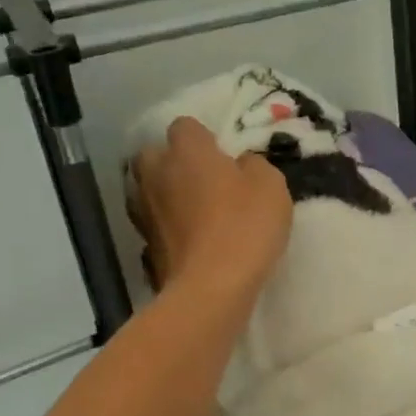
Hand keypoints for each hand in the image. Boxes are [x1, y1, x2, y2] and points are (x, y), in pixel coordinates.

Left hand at [129, 116, 290, 303]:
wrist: (211, 288)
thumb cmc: (245, 227)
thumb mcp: (271, 186)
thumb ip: (254, 166)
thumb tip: (241, 165)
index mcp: (186, 151)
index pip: (185, 126)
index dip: (203, 138)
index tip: (223, 156)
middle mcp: (156, 175)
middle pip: (153, 155)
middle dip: (171, 162)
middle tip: (201, 180)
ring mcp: (144, 212)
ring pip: (147, 191)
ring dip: (164, 196)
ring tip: (191, 212)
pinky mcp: (144, 247)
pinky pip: (153, 226)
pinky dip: (165, 230)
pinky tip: (185, 242)